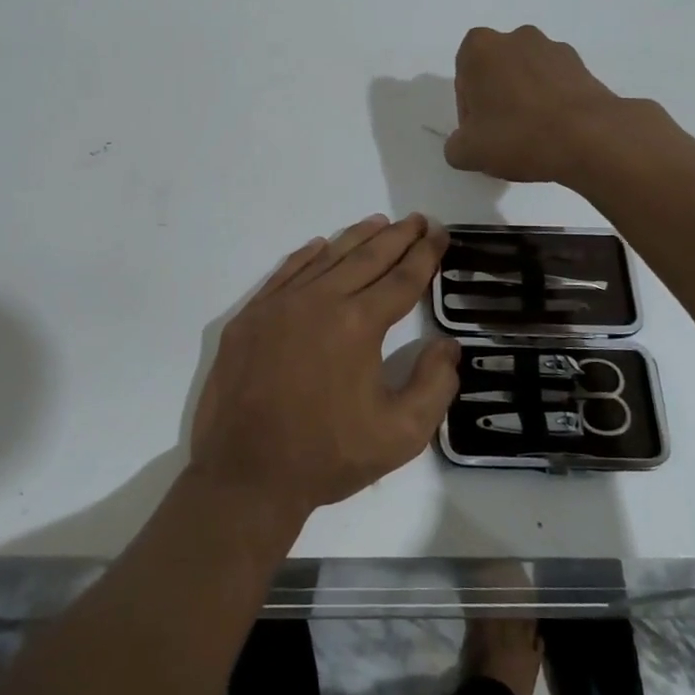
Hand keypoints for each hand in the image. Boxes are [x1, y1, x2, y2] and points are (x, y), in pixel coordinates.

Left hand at [190, 214, 458, 518]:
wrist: (246, 475)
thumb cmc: (328, 456)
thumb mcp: (400, 434)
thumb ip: (434, 385)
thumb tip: (448, 345)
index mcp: (358, 324)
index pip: (402, 280)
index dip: (425, 255)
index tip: (440, 234)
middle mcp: (320, 301)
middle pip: (367, 258)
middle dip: (397, 236)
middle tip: (418, 219)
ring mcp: (279, 305)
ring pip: (326, 259)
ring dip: (356, 238)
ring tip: (379, 222)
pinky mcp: (250, 317)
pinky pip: (285, 273)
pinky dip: (307, 256)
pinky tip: (320, 246)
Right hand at [444, 25, 673, 185]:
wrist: (590, 138)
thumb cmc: (518, 136)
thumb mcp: (468, 152)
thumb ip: (455, 146)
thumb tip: (464, 144)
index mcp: (480, 48)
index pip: (464, 80)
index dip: (469, 111)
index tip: (480, 135)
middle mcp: (515, 37)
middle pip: (495, 73)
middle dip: (497, 100)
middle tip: (504, 137)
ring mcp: (552, 48)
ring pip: (526, 76)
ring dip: (525, 99)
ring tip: (534, 136)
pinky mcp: (582, 65)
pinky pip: (555, 83)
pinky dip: (551, 102)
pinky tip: (556, 132)